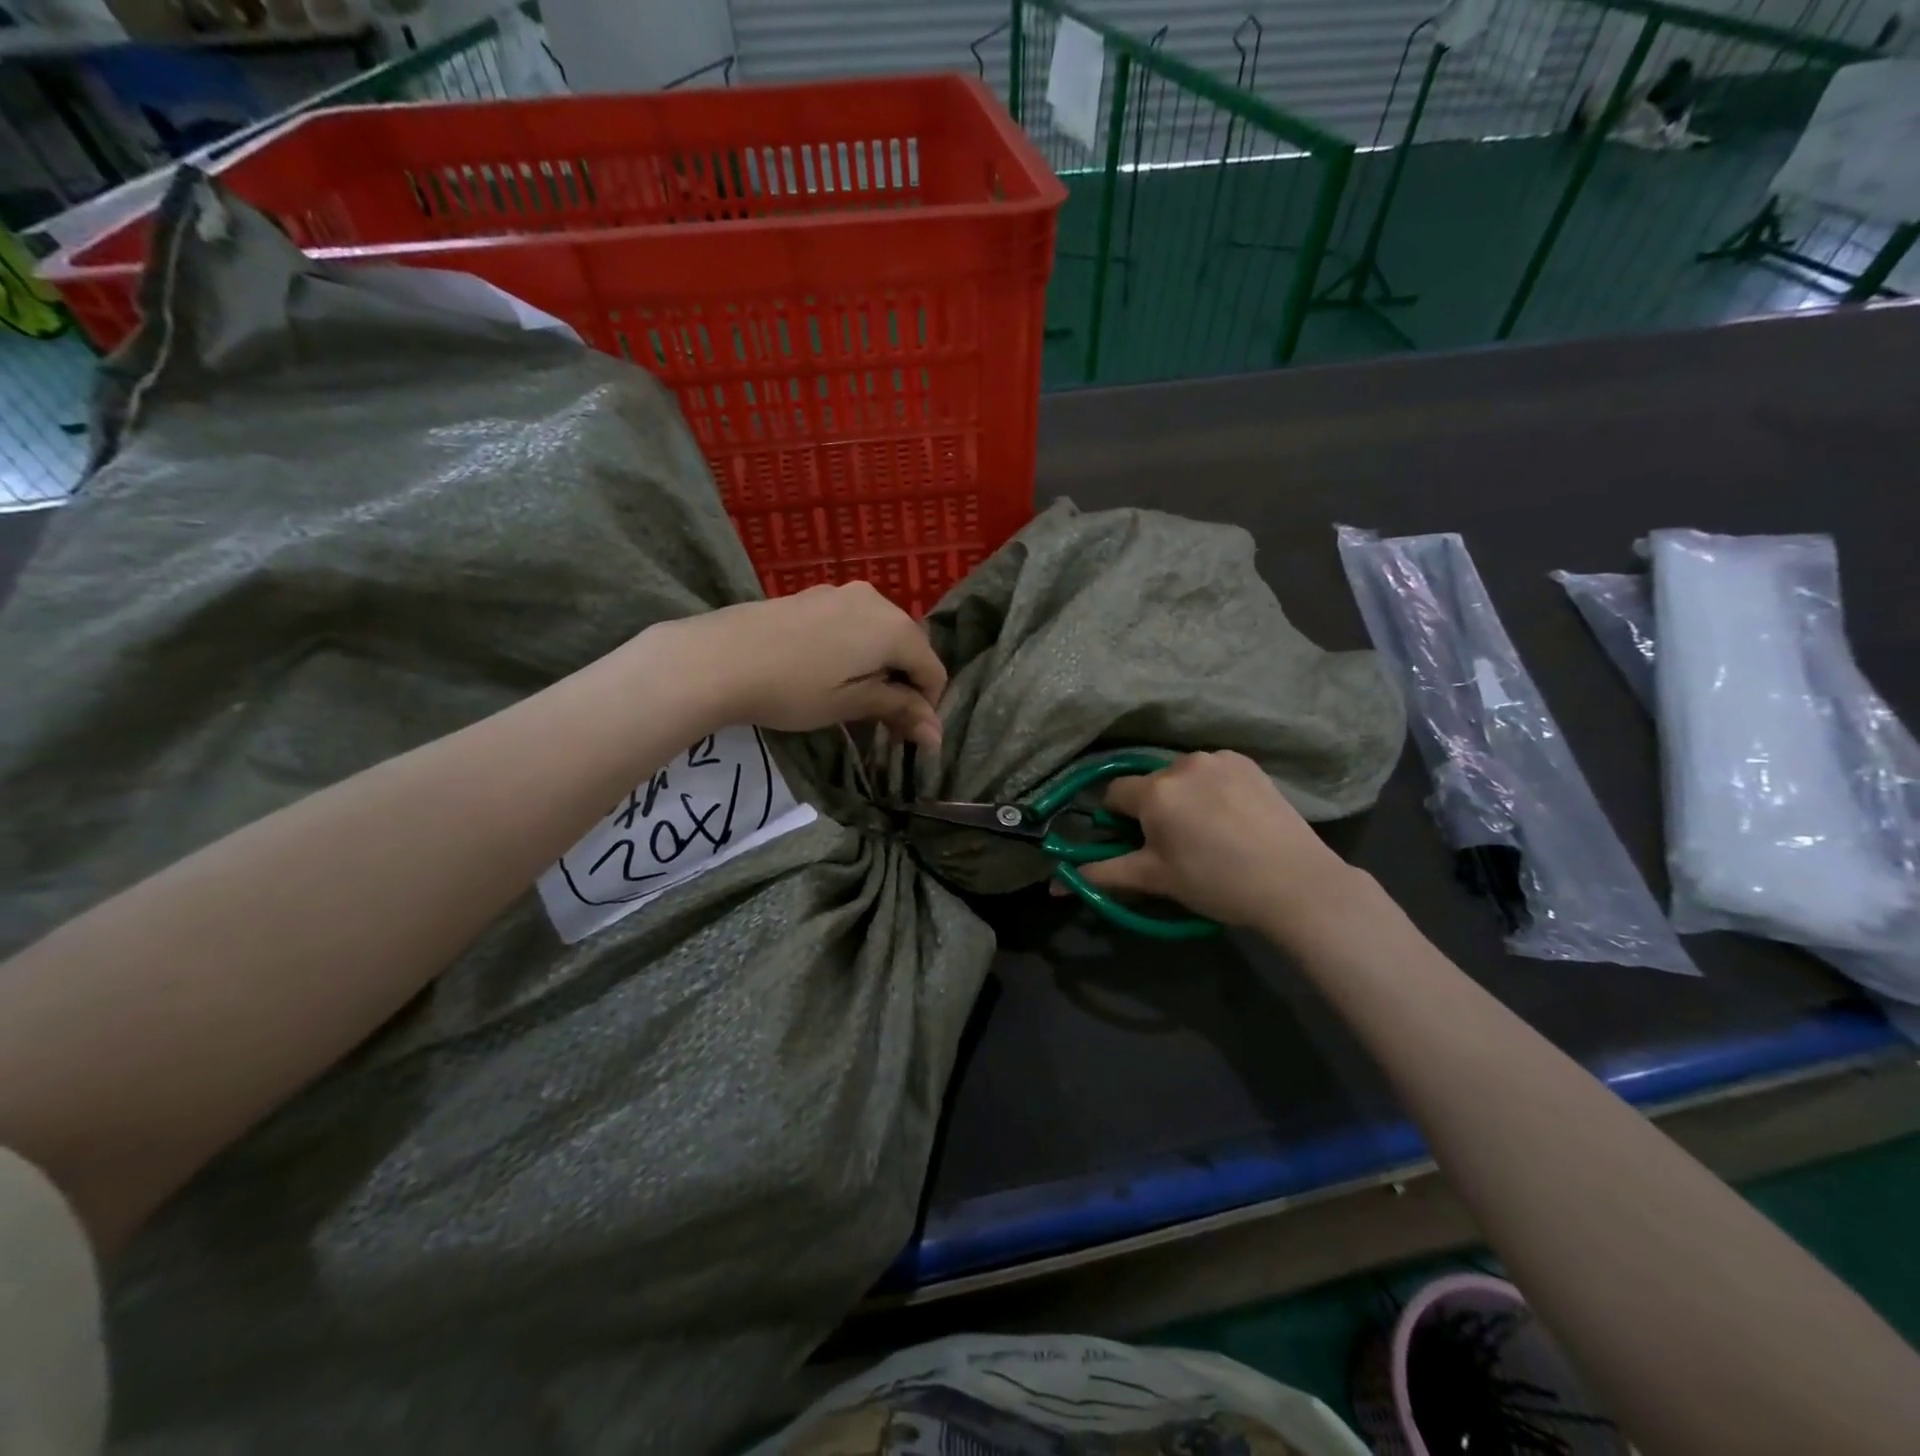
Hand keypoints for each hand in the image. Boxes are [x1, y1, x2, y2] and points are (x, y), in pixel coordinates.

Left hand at [661, 584, 947, 749]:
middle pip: (909, 647)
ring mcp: (843, 592)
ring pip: (881, 633)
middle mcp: (877, 600)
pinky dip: (856, 649)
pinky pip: (854, 623)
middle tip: (880, 722)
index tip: (904, 736)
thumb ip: (898, 710)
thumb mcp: (850, 704)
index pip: (932, 670)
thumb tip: (937, 734)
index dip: (926, 707)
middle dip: (903, 686)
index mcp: (894, 627)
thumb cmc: (793, 689)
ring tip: (853, 698)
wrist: (718, 658)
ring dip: (880, 667)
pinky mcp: (815, 595)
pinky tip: (828, 671)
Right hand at [1076, 752, 1361, 934]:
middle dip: (1153, 808)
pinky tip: (1232, 816)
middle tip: (1176, 843)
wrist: (1295, 882)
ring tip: (1209, 830)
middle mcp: (1181, 764)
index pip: (1114, 793)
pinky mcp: (1247, 762)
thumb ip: (1103, 874)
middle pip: (1150, 783)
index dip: (1119, 819)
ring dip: (1183, 795)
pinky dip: (1212, 787)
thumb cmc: (1215, 882)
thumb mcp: (1155, 880)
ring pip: (1182, 775)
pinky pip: (1213, 770)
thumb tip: (1055, 886)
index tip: (1138, 842)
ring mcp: (1218, 759)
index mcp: (1154, 791)